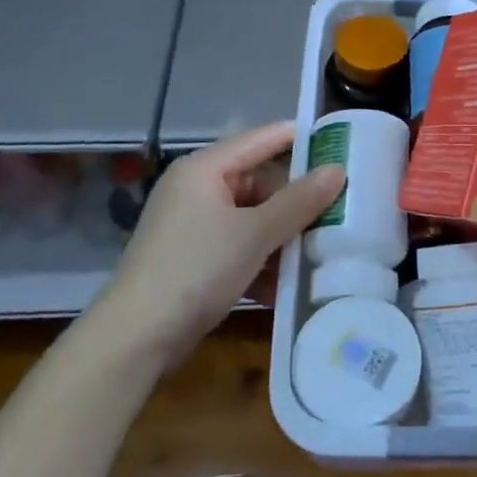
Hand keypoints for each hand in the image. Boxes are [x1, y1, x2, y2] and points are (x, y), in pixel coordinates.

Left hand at [92, 121, 344, 364]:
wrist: (137, 337)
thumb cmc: (197, 269)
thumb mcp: (256, 233)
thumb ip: (299, 201)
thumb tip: (338, 170)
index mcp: (204, 169)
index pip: (261, 139)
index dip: (299, 139)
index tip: (340, 143)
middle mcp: (196, 189)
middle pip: (259, 183)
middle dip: (295, 204)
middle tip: (336, 215)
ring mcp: (193, 225)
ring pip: (252, 219)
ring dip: (282, 238)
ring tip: (317, 254)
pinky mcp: (193, 258)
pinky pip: (238, 246)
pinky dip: (261, 261)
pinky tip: (283, 286)